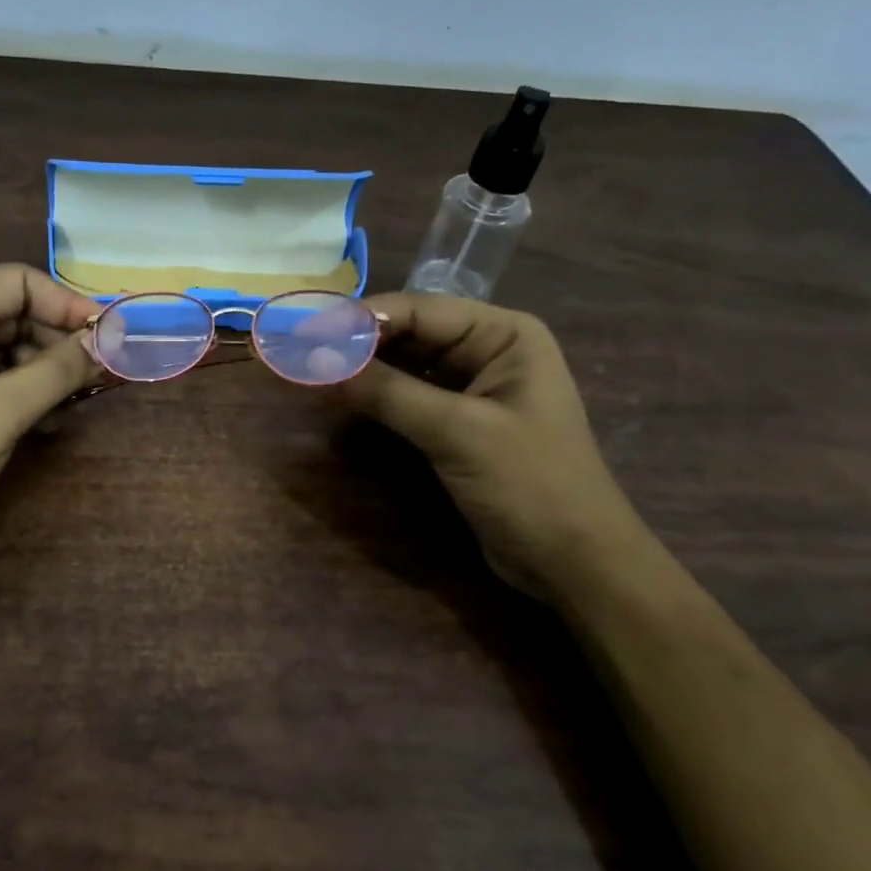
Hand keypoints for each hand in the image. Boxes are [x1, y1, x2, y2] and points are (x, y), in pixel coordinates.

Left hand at [0, 265, 100, 572]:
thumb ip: (56, 371)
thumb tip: (108, 340)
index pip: (17, 282)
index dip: (68, 306)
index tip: (112, 338)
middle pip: (13, 313)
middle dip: (59, 342)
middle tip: (103, 376)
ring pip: (5, 348)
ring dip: (45, 372)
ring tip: (79, 403)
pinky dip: (22, 393)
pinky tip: (48, 421)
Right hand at [332, 294, 646, 598]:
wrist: (572, 560)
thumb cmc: (529, 484)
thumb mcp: (457, 432)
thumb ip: (388, 393)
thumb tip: (316, 363)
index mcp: (504, 335)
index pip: (419, 310)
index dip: (360, 319)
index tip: (304, 331)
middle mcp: (487, 351)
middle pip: (408, 333)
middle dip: (356, 343)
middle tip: (298, 353)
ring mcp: (471, 389)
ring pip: (403, 365)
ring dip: (360, 370)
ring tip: (308, 371)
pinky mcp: (457, 424)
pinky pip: (407, 397)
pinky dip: (374, 397)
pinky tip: (339, 397)